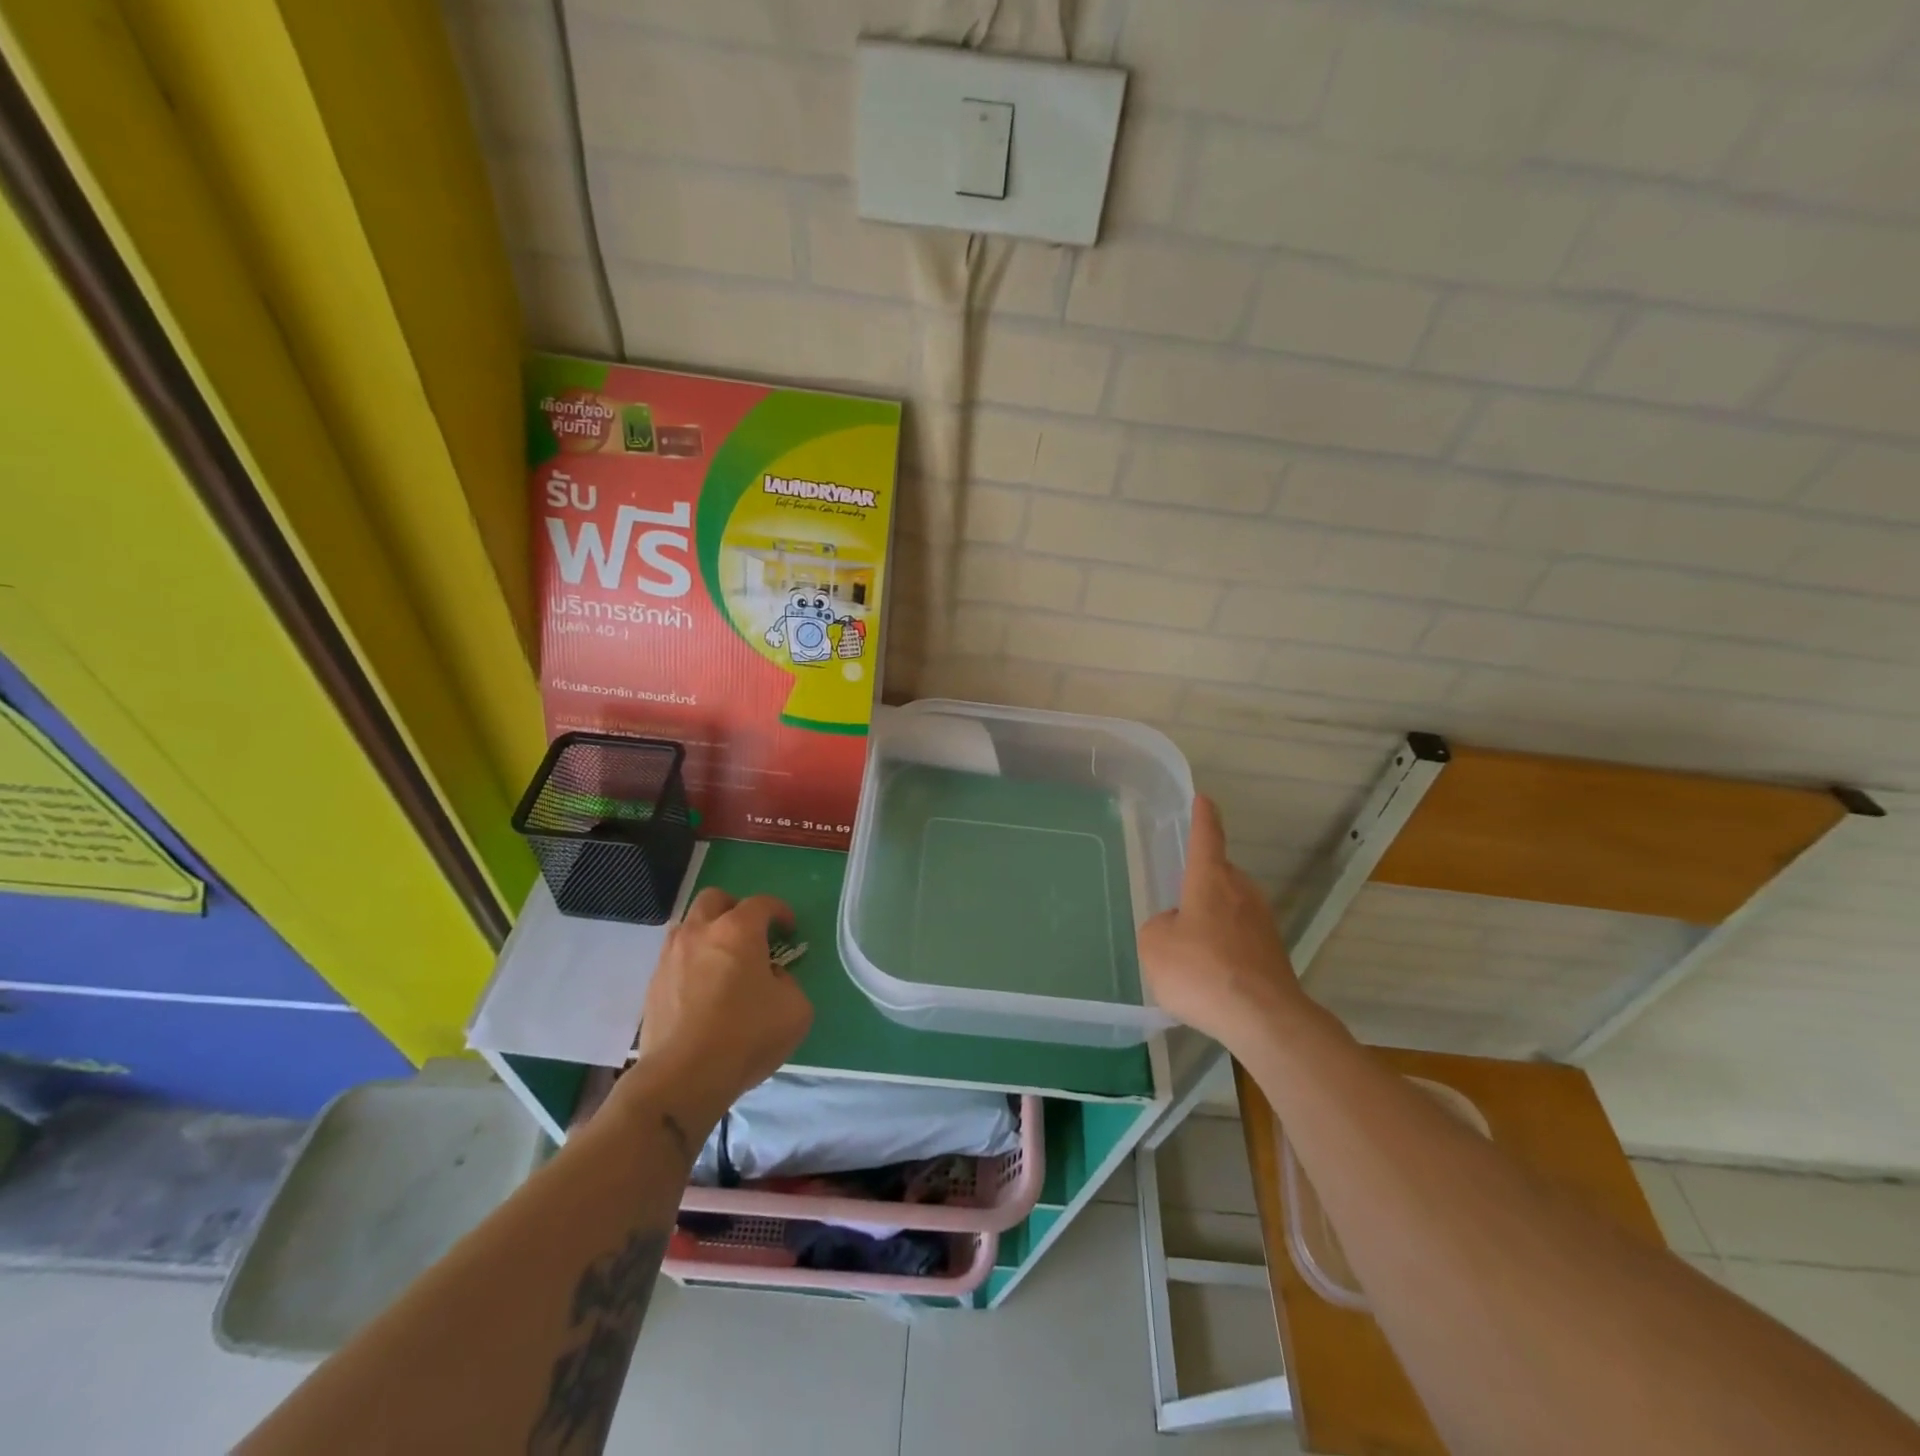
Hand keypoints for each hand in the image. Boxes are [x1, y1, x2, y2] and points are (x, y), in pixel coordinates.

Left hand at [630, 888, 813, 1118]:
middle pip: (714, 899)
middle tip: (750, 933)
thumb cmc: (746, 1036)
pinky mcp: (653, 985)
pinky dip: (692, 963)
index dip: (780, 911)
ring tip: (723, 961)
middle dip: (735, 908)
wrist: (683, 1078)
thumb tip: (770, 977)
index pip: (762, 903)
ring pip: (688, 926)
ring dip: (708, 933)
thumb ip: (788, 982)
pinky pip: (675, 958)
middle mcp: (700, 932)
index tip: (789, 929)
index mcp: (738, 930)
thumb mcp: (795, 1010)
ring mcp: (670, 957)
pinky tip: (703, 989)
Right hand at [1139, 796, 1308, 1050]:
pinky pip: (1239, 938)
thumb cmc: (1202, 971)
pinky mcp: (1273, 953)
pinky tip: (1210, 975)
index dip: (1203, 816)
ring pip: (1230, 909)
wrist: (1264, 1019)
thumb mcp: (1154, 945)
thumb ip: (1160, 926)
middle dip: (1200, 883)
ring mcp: (1263, 923)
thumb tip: (1178, 926)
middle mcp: (1242, 892)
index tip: (1204, 799)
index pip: (1207, 836)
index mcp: (1211, 879)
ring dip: (1212, 919)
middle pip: (1219, 875)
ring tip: (1189, 949)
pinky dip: (1224, 948)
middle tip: (1178, 901)